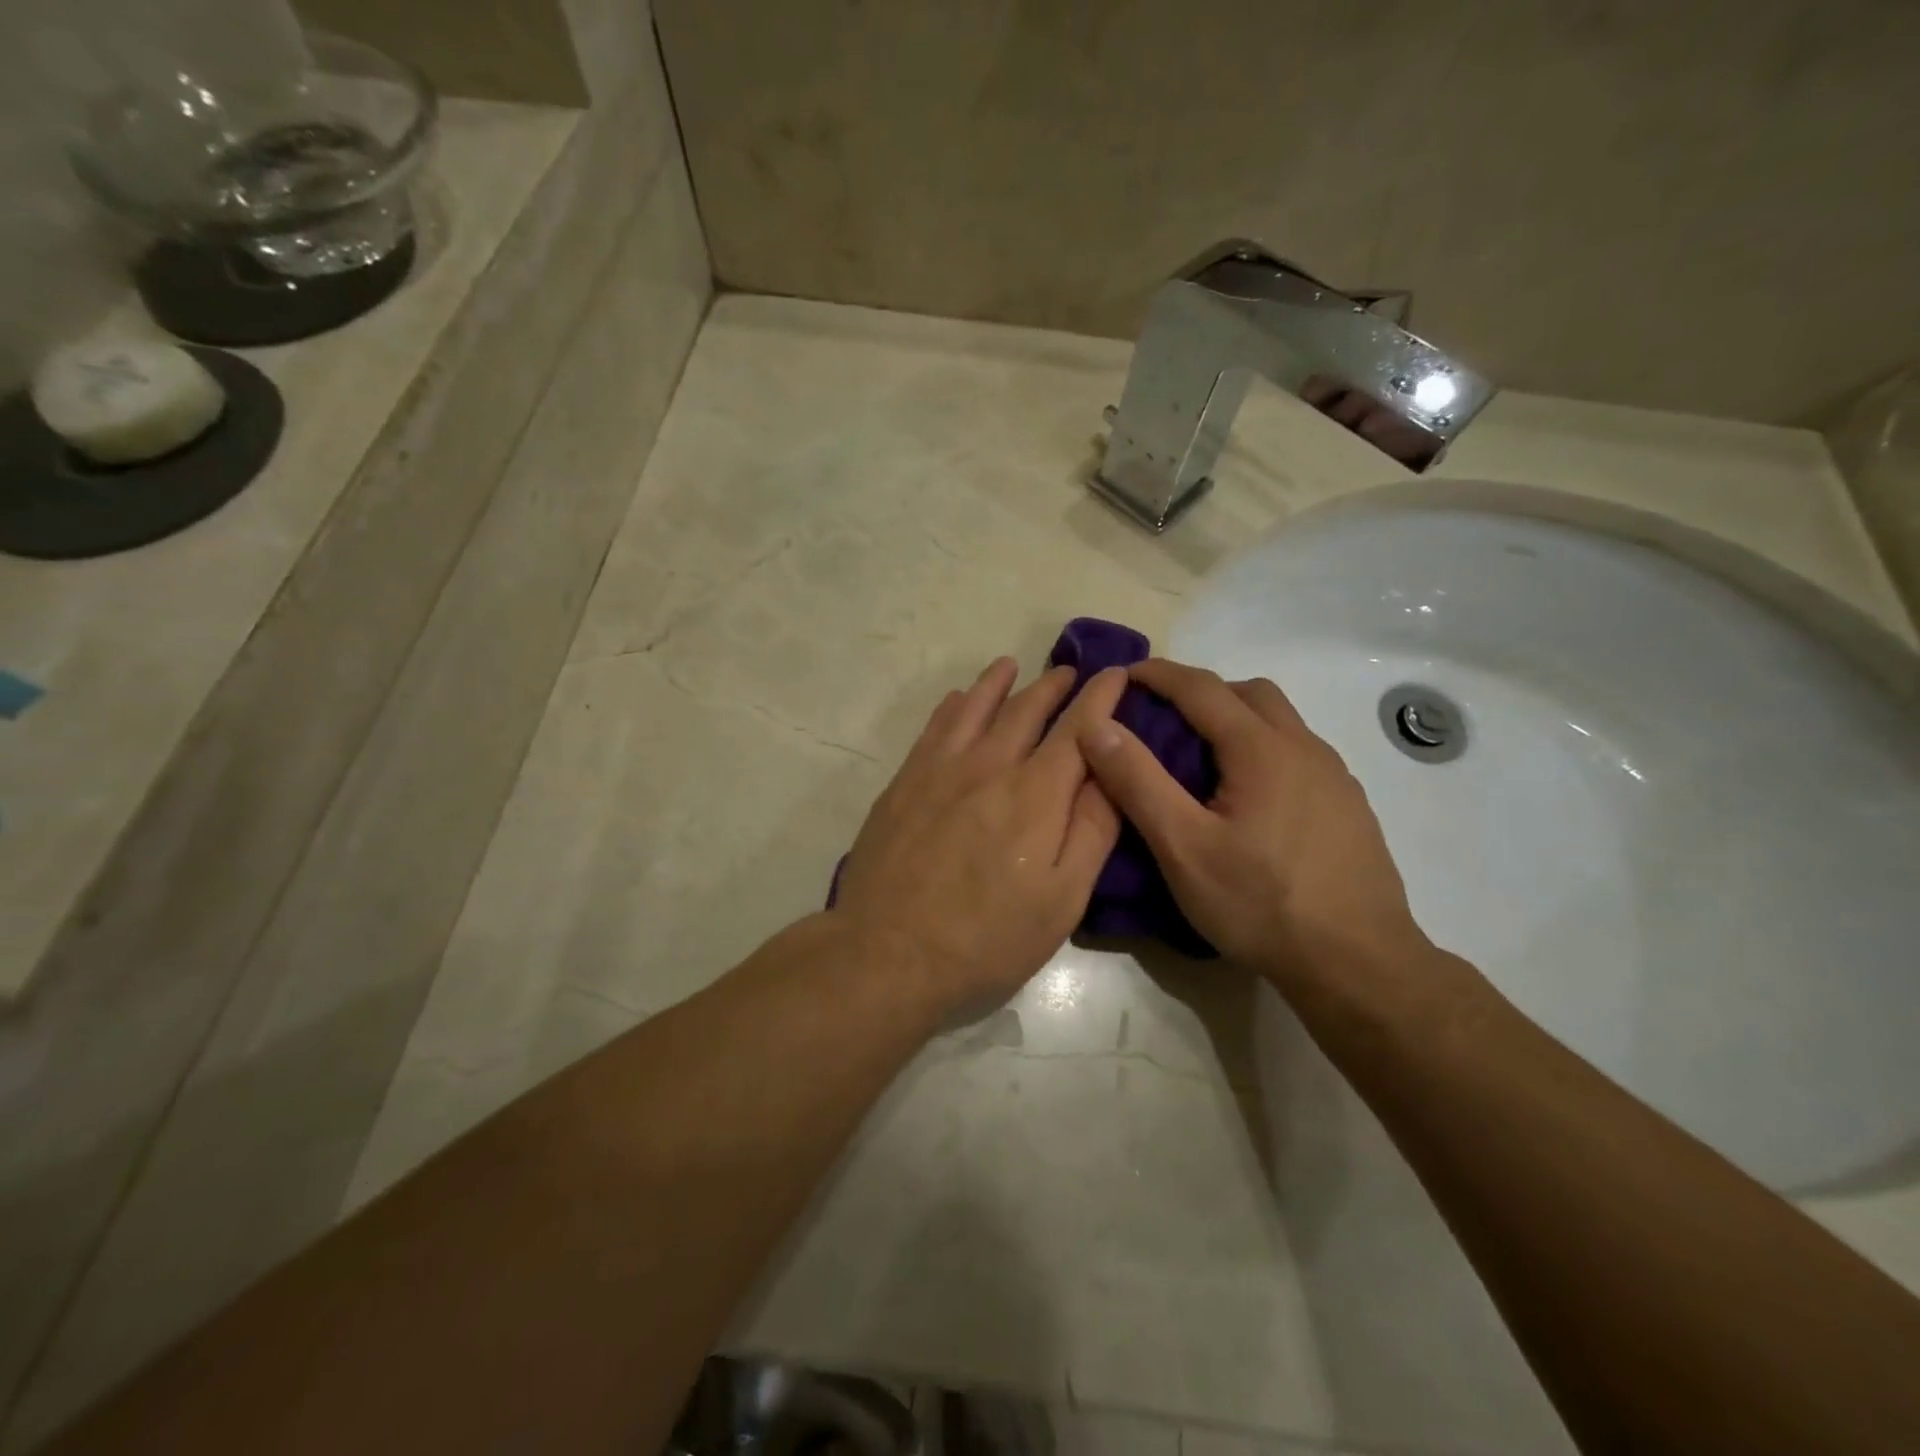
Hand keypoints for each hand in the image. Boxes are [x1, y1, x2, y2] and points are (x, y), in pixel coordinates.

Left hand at [833, 657, 1128, 1017]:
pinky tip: (957, 700)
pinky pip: (934, 727)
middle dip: (1053, 685)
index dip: (1101, 697)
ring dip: (999, 683)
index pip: (1079, 729)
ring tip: (1012, 665)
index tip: (1117, 673)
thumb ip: (1092, 830)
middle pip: (1026, 709)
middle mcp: (989, 766)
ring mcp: (940, 770)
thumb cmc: (987, 938)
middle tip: (1069, 670)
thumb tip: (1112, 771)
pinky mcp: (904, 783)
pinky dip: (953, 705)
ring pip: (975, 708)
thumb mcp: (1061, 899)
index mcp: (1036, 794)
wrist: (887, 952)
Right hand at [1076, 658, 1429, 990]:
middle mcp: (1304, 748)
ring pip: (1279, 722)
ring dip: (1235, 720)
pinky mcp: (1348, 805)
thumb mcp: (1183, 847)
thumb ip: (1138, 782)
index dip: (1157, 675)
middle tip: (1162, 719)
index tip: (1122, 676)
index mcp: (1262, 749)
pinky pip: (1298, 753)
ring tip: (1200, 759)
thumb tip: (1098, 725)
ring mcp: (1334, 776)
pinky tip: (1248, 799)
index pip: (1201, 687)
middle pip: (1248, 693)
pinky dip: (1262, 750)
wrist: (1359, 964)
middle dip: (1200, 692)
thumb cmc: (1261, 904)